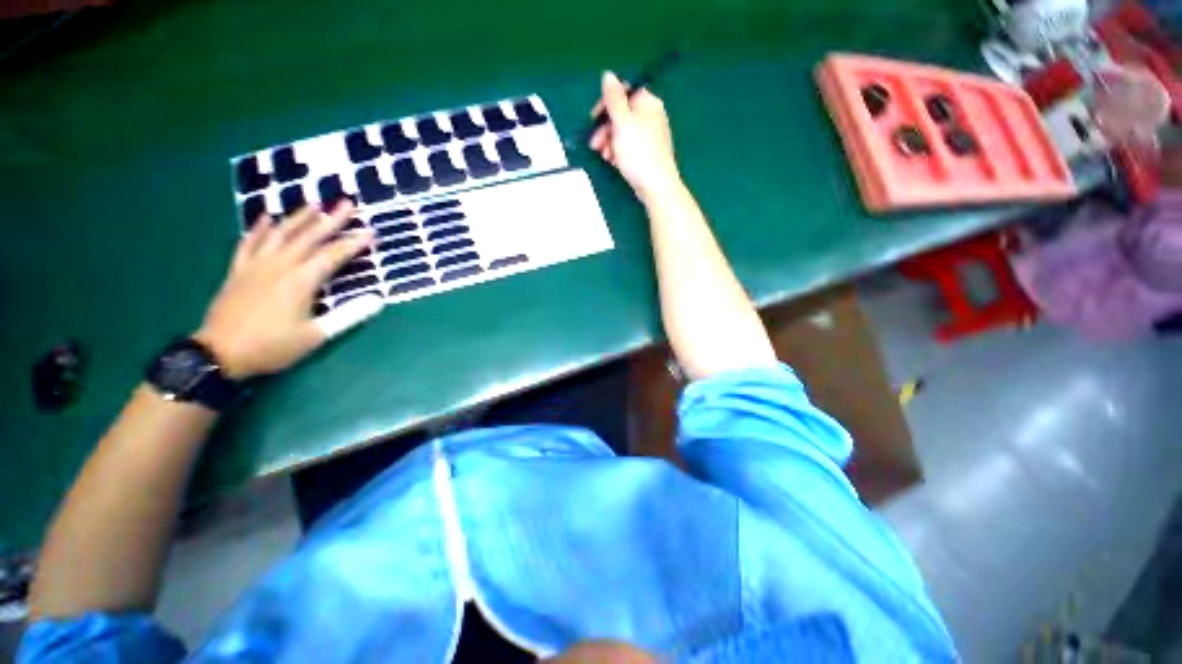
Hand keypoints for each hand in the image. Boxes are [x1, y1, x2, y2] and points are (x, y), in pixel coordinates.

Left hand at [195, 203, 375, 378]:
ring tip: (314, 203)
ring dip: (298, 217)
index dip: (354, 243)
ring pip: (280, 234)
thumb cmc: (272, 346)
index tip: (371, 231)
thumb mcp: (316, 336)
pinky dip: (258, 229)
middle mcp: (279, 266)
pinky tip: (267, 218)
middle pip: (309, 237)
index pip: (333, 255)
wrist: (218, 354)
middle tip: (347, 202)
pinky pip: (249, 243)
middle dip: (331, 219)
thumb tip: (378, 300)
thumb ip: (348, 316)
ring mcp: (255, 266)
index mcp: (300, 281)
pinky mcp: (238, 271)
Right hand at [588, 71, 680, 202]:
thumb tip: (608, 74)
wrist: (656, 185)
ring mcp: (651, 136)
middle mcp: (651, 116)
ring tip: (605, 156)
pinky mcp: (648, 153)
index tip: (593, 119)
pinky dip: (619, 152)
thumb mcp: (622, 122)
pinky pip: (630, 146)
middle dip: (605, 129)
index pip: (623, 93)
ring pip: (624, 132)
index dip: (606, 105)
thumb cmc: (639, 153)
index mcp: (647, 103)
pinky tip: (614, 162)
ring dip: (610, 142)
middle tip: (595, 144)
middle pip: (622, 115)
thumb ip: (614, 98)